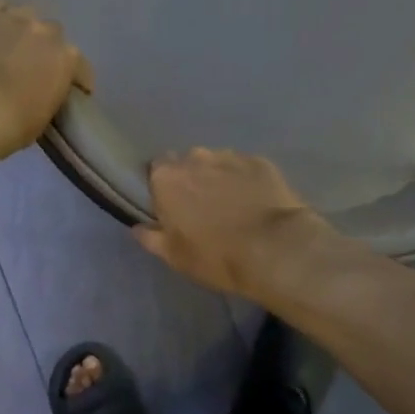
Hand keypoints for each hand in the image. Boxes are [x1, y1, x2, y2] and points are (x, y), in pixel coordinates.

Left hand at [0, 0, 93, 158]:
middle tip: (31, 66)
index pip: (81, 67)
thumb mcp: (44, 117)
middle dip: (44, 48)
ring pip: (25, 15)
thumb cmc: (12, 125)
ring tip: (7, 44)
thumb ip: (50, 95)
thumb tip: (41, 92)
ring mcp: (15, 18)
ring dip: (20, 28)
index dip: (76, 79)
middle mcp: (47, 32)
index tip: (70, 91)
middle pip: (53, 33)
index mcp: (68, 60)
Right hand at [135, 149, 336, 300]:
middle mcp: (195, 157)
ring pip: (216, 163)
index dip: (163, 189)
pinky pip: (245, 168)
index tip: (172, 208)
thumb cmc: (216, 256)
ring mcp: (230, 156)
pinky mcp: (261, 162)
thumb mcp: (175, 256)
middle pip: (186, 163)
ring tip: (232, 205)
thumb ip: (152, 238)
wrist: (275, 249)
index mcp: (167, 178)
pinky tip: (255, 202)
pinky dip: (246, 181)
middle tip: (202, 208)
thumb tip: (138, 228)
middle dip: (191, 180)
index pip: (155, 170)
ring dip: (219, 178)